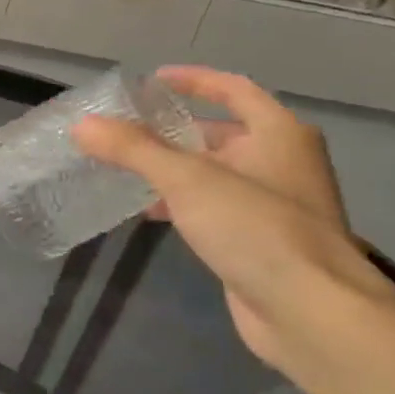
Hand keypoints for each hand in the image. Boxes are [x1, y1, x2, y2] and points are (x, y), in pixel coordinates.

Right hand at [73, 68, 384, 367]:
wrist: (312, 314)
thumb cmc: (256, 228)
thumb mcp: (186, 179)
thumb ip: (132, 149)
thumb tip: (82, 125)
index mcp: (278, 134)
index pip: (233, 89)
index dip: (193, 80)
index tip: (151, 81)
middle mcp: (282, 163)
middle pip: (221, 132)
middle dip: (174, 130)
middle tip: (126, 129)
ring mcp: (275, 205)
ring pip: (215, 173)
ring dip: (174, 169)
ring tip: (126, 169)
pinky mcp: (262, 242)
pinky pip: (215, 208)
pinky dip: (183, 202)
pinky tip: (150, 212)